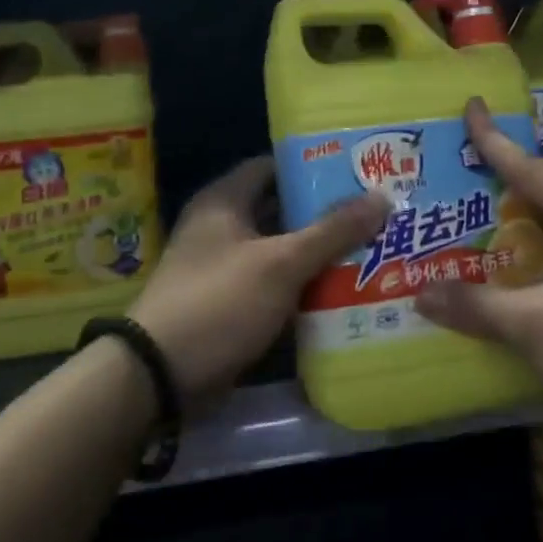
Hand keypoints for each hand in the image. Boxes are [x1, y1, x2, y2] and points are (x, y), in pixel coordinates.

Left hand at [129, 157, 388, 406]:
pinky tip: (344, 289)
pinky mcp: (230, 304)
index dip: (314, 165)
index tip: (357, 170)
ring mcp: (225, 267)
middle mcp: (222, 227)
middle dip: (326, 213)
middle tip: (376, 212)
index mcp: (225, 200)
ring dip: (319, 252)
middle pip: (282, 209)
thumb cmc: (220, 301)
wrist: (160, 376)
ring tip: (372, 247)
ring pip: (282, 250)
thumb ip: (332, 230)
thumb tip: (382, 196)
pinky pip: (275, 284)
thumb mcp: (282, 263)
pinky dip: (304, 285)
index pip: (274, 166)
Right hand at [414, 99, 542, 442]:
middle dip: (510, 188)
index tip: (472, 107)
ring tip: (487, 225)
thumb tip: (420, 295)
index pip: (534, 171)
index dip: (495, 141)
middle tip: (467, 176)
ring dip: (530, 228)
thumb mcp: (535, 326)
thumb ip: (476, 306)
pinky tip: (524, 274)